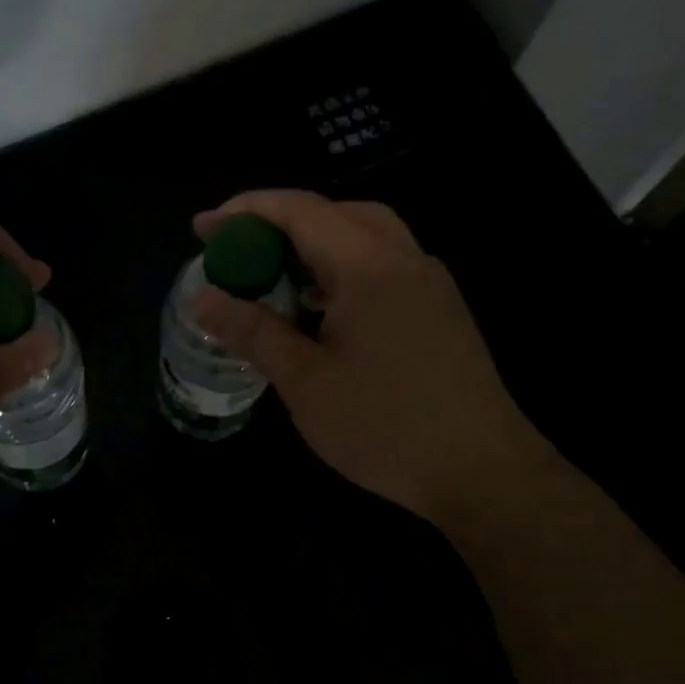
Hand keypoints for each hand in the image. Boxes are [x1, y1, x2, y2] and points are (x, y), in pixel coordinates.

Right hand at [191, 190, 554, 522]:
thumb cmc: (384, 426)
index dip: (245, 212)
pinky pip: (383, 266)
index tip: (202, 228)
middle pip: (337, 212)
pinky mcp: (439, 311)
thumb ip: (254, 332)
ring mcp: (429, 284)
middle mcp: (405, 259)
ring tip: (273, 276)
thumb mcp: (305, 382)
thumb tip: (203, 299)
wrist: (482, 472)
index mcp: (369, 267)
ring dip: (314, 244)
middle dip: (280, 222)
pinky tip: (319, 310)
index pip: (301, 211)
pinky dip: (342, 269)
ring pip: (365, 236)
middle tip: (238, 249)